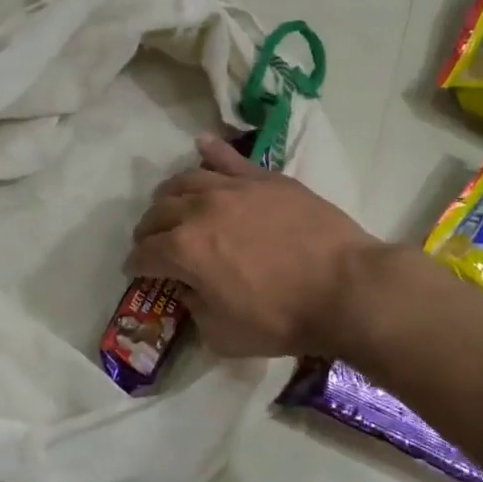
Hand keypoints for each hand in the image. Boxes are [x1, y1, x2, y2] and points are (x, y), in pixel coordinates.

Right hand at [126, 135, 384, 357]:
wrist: (345, 288)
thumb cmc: (283, 319)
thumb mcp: (224, 335)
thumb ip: (195, 309)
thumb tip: (189, 289)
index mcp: (184, 251)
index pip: (144, 254)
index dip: (137, 266)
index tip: (139, 273)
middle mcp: (200, 211)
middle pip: (158, 213)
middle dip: (149, 231)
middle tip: (155, 244)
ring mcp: (234, 188)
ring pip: (186, 180)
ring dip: (171, 196)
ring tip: (174, 205)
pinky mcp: (265, 178)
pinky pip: (229, 158)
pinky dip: (211, 152)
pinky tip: (201, 146)